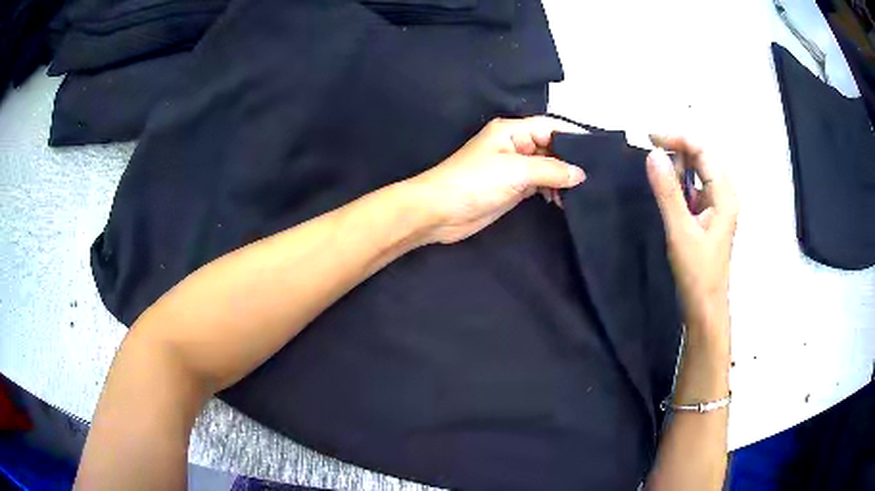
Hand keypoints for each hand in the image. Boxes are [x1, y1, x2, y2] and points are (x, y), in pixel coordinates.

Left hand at [408, 117, 585, 244]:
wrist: (440, 212)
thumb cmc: (474, 182)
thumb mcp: (515, 170)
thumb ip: (550, 170)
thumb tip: (580, 173)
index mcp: (512, 131)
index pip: (550, 127)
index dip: (574, 136)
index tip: (599, 151)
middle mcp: (515, 146)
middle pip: (551, 147)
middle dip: (571, 160)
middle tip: (596, 176)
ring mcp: (513, 168)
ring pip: (546, 167)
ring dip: (562, 178)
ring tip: (582, 192)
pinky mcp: (512, 188)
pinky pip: (539, 185)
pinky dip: (552, 191)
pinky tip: (562, 200)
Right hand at [646, 136, 737, 338]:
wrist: (705, 307)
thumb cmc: (697, 272)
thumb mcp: (680, 230)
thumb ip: (667, 192)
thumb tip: (653, 154)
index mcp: (724, 194)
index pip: (703, 151)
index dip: (678, 139)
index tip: (649, 139)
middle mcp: (723, 195)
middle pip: (702, 158)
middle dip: (677, 150)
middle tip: (649, 154)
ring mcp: (716, 206)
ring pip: (697, 173)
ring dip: (677, 167)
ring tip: (654, 172)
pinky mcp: (708, 217)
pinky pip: (694, 189)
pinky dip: (679, 184)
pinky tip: (664, 191)